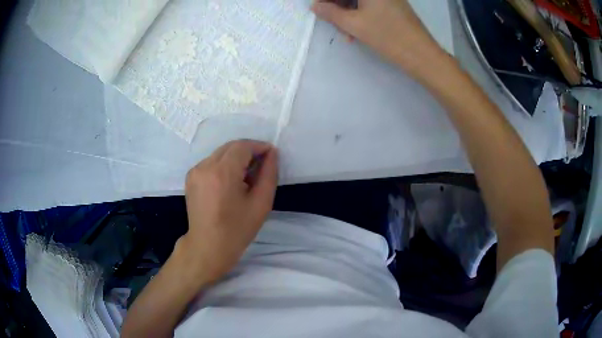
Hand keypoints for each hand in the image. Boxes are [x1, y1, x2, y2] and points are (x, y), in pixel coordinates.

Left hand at [181, 140, 277, 283]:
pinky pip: (211, 162)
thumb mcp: (261, 203)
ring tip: (246, 176)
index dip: (259, 147)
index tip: (271, 154)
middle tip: (261, 165)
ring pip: (220, 153)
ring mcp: (195, 171)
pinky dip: (224, 165)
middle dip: (248, 151)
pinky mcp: (191, 177)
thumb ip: (268, 174)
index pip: (242, 146)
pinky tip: (230, 181)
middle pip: (230, 147)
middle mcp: (205, 166)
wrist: (208, 246)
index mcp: (222, 173)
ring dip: (236, 158)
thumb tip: (271, 154)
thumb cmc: (237, 230)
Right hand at [311, 0, 444, 77]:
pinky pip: (370, 6)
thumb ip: (330, 13)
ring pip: (359, 1)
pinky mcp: (394, 5)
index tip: (320, 10)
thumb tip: (315, 6)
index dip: (327, 0)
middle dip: (338, 6)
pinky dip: (361, 16)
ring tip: (347, 33)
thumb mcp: (353, 24)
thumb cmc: (387, 36)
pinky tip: (358, 31)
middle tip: (333, 23)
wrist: (421, 54)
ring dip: (348, 14)